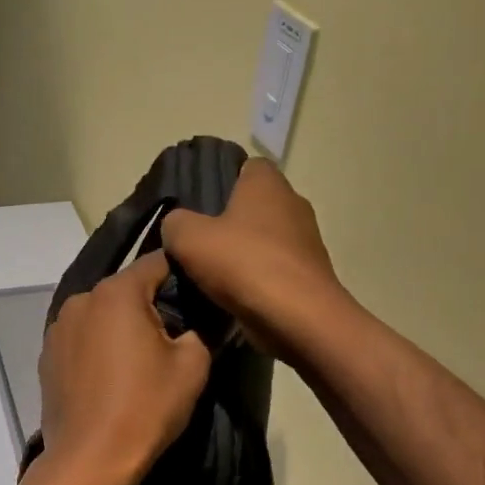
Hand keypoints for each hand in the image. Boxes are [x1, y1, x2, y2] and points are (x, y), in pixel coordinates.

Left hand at [37, 251, 210, 484]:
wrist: (90, 459)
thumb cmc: (146, 407)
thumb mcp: (193, 365)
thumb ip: (199, 329)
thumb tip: (191, 324)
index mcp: (116, 292)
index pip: (156, 262)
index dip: (182, 273)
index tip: (199, 295)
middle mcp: (80, 300)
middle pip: (125, 290)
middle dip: (150, 304)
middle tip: (174, 335)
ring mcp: (57, 329)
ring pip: (101, 315)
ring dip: (120, 327)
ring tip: (139, 361)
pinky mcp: (46, 357)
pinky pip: (82, 339)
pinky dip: (98, 348)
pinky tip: (110, 377)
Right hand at [159, 159, 344, 361]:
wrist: (297, 317)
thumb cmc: (243, 263)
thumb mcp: (188, 237)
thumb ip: (175, 223)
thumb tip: (177, 225)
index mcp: (267, 183)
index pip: (246, 166)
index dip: (221, 181)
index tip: (197, 206)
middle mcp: (293, 204)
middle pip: (253, 206)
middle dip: (228, 223)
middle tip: (196, 244)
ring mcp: (306, 241)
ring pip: (263, 240)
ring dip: (242, 255)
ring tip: (209, 276)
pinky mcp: (309, 275)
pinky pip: (273, 270)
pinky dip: (255, 280)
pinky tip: (233, 297)